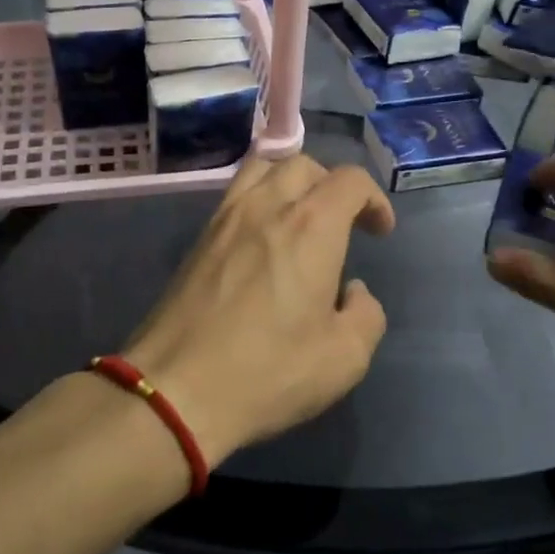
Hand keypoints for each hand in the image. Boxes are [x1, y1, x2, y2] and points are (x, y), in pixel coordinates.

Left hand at [123, 155, 395, 465]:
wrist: (175, 388)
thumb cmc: (268, 371)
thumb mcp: (344, 358)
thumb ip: (365, 315)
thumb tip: (352, 291)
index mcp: (311, 226)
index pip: (350, 180)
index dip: (374, 200)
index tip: (380, 232)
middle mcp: (267, 206)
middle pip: (306, 165)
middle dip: (333, 186)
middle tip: (344, 223)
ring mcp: (226, 217)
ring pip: (263, 168)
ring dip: (292, 181)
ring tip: (300, 216)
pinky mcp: (199, 238)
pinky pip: (236, 193)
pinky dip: (260, 197)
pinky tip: (263, 237)